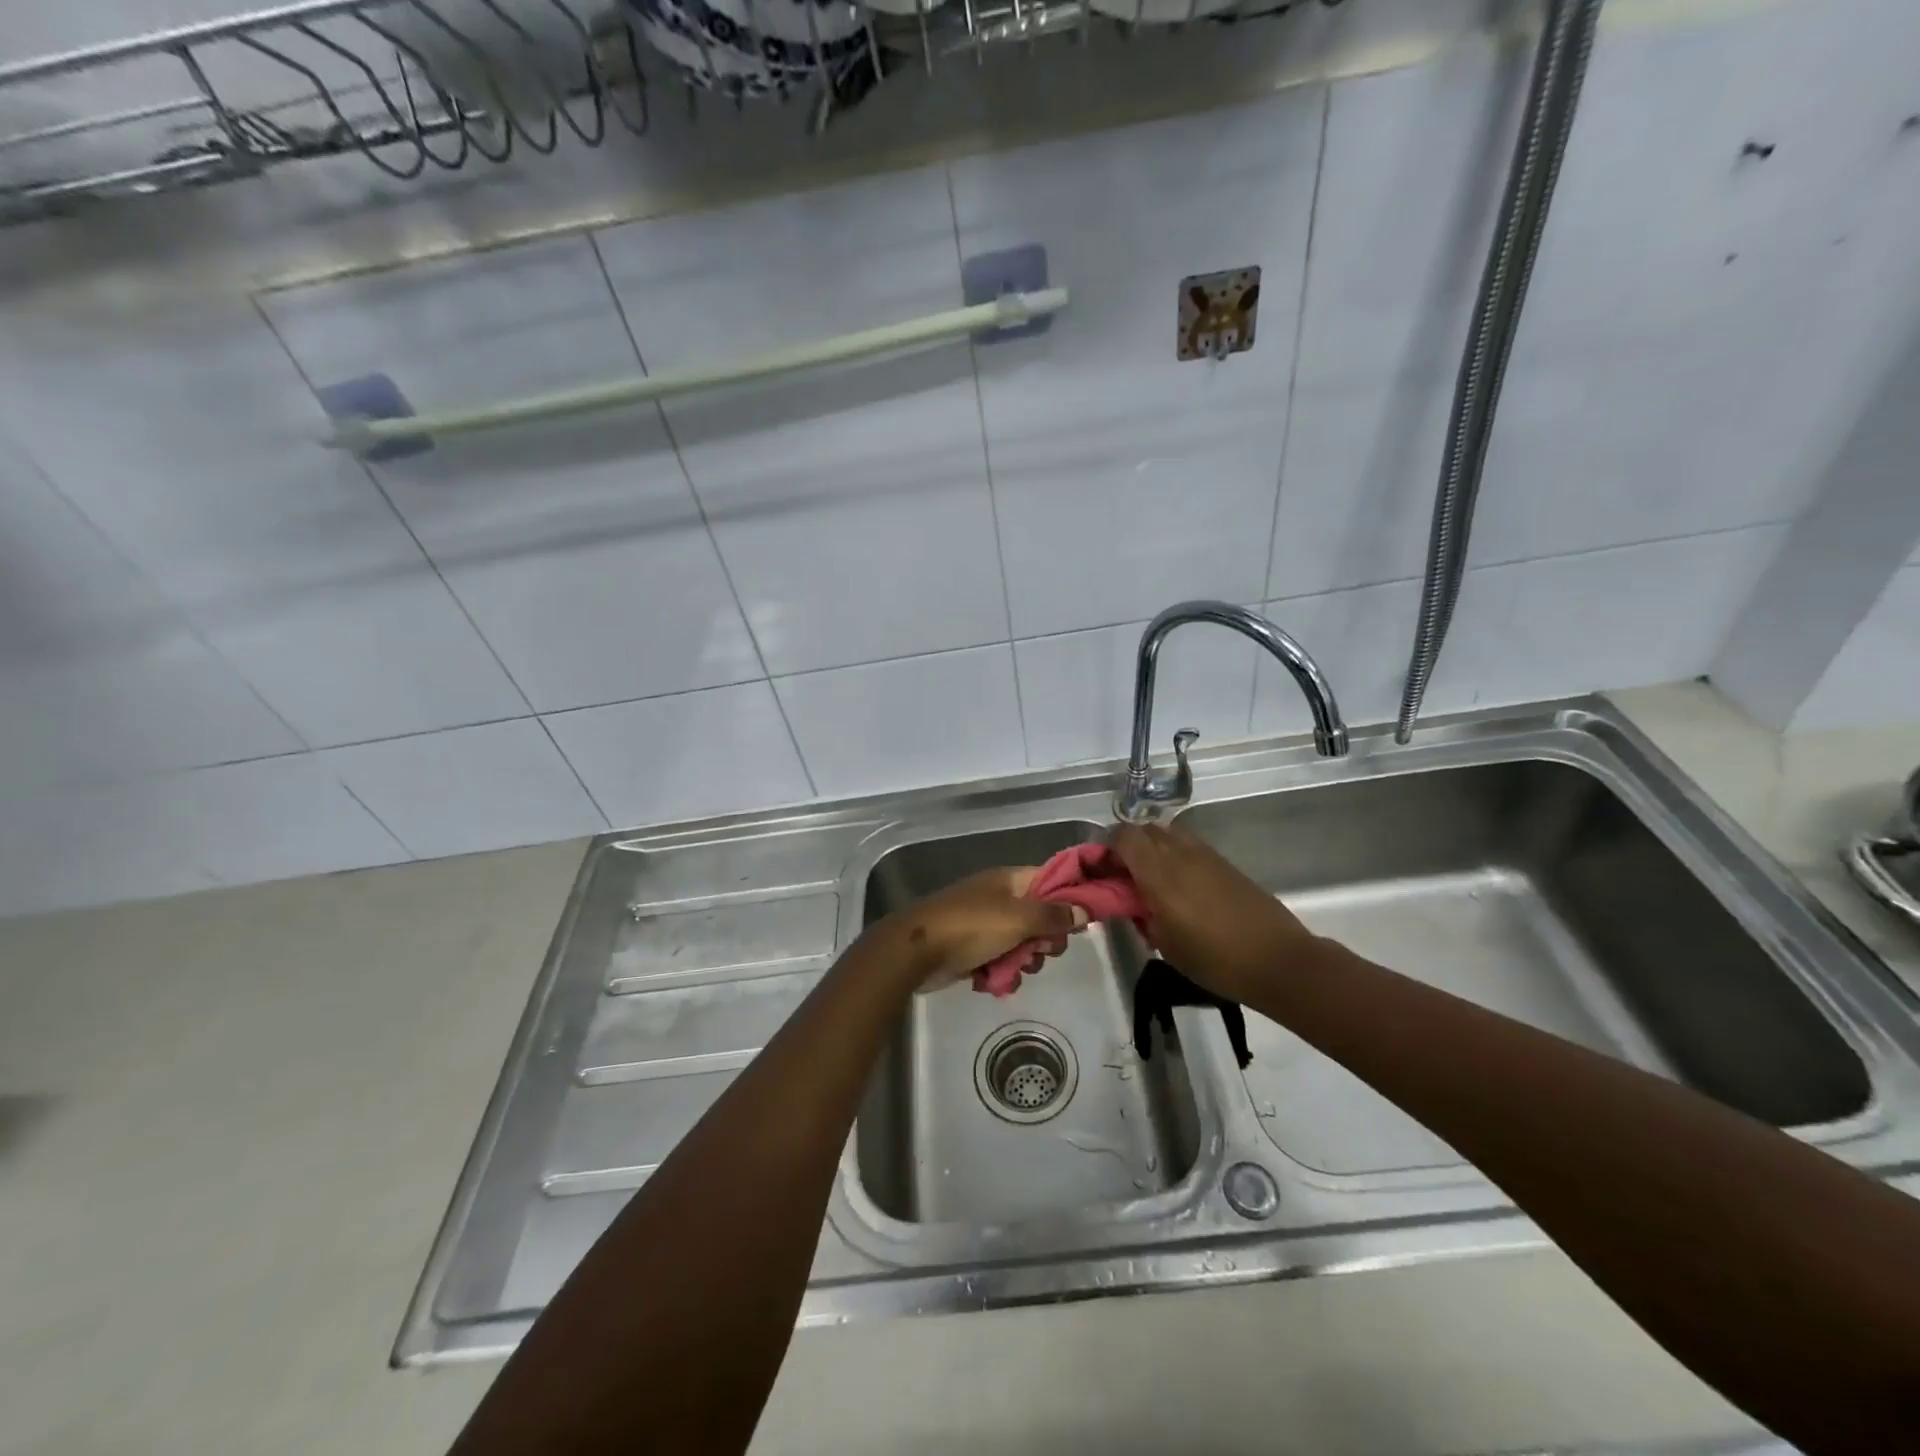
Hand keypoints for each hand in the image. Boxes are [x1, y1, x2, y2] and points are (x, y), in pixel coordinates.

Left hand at [881, 868, 1086, 991]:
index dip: (1072, 897)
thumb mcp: (1018, 919)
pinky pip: (1002, 960)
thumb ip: (1053, 915)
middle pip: (1041, 916)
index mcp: (1011, 880)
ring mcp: (985, 923)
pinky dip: (1003, 972)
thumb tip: (1084, 909)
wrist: (916, 951)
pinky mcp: (973, 948)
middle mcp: (1000, 897)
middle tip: (1042, 951)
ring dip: (1024, 960)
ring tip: (1015, 969)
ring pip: (1023, 942)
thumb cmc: (970, 927)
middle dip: (1046, 939)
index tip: (1085, 921)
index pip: (1053, 880)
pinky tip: (996, 981)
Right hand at [1111, 821, 1320, 1003]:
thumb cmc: (1215, 959)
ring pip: (1168, 834)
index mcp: (1159, 872)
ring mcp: (1206, 854)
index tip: (1102, 873)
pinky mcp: (1225, 863)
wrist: (1278, 960)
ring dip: (1154, 849)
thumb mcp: (1165, 945)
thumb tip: (1135, 902)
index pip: (1122, 837)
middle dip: (1128, 847)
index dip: (1106, 849)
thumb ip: (1143, 915)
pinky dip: (1176, 857)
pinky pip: (1189, 847)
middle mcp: (1180, 853)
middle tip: (1125, 878)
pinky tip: (1182, 888)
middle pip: (1144, 830)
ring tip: (1153, 882)